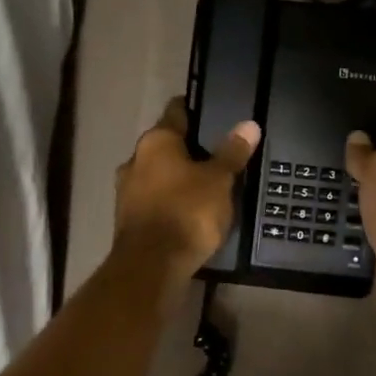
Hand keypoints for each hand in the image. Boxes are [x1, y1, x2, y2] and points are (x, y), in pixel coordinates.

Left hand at [114, 97, 260, 280]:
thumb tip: (249, 125)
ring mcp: (127, 190)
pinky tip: (189, 211)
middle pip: (166, 145)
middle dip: (189, 149)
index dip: (196, 110)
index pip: (177, 111)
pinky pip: (154, 200)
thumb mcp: (219, 180)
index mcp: (156, 141)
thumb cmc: (187, 212)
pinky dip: (170, 201)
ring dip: (178, 178)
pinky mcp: (128, 218)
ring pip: (158, 174)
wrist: (152, 265)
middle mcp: (135, 159)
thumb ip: (232, 152)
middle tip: (218, 155)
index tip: (214, 113)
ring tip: (207, 186)